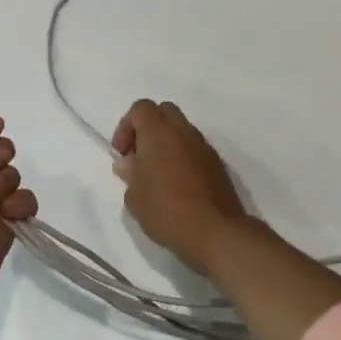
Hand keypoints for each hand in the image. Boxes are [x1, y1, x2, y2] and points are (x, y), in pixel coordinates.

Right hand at [111, 99, 249, 276]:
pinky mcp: (218, 164)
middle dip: (148, 128)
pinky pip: (195, 149)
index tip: (122, 154)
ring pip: (182, 130)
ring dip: (167, 143)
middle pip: (164, 112)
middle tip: (139, 157)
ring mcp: (204, 147)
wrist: (214, 231)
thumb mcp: (135, 197)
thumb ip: (130, 173)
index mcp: (159, 133)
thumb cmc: (165, 210)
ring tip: (158, 175)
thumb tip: (128, 162)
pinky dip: (183, 157)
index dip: (126, 126)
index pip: (141, 108)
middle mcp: (184, 132)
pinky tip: (177, 185)